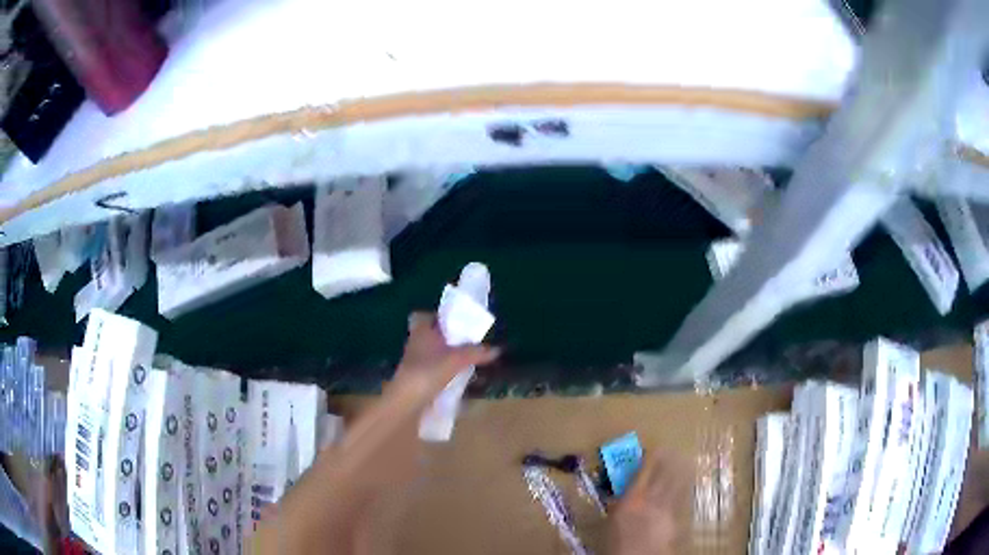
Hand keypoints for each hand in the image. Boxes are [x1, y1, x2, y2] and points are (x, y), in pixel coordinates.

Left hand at [392, 312, 499, 395]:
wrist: (408, 400)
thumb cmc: (429, 371)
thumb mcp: (457, 359)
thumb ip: (477, 352)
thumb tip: (497, 349)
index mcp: (421, 330)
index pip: (425, 316)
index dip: (439, 317)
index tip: (456, 322)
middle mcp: (416, 342)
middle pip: (433, 335)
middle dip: (449, 338)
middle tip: (469, 341)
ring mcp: (415, 360)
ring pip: (433, 352)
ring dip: (448, 355)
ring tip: (468, 359)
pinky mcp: (417, 377)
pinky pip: (434, 368)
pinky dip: (445, 370)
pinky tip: (459, 376)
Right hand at [608, 452, 684, 554]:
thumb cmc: (616, 541)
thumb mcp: (611, 520)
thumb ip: (618, 505)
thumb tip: (620, 496)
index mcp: (633, 498)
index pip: (644, 471)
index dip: (650, 458)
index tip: (653, 448)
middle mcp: (652, 499)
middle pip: (664, 474)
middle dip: (669, 461)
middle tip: (673, 450)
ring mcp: (666, 508)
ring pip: (676, 484)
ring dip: (681, 472)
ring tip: (686, 461)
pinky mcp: (675, 519)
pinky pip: (681, 499)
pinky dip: (684, 489)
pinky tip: (687, 485)